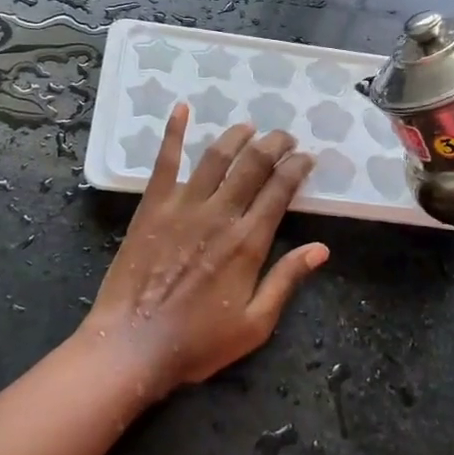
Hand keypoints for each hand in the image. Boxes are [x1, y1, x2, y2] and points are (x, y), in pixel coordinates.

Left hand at [80, 105, 327, 397]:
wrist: (132, 345)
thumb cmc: (197, 341)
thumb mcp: (255, 324)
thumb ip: (287, 280)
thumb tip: (321, 249)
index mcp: (248, 242)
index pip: (280, 190)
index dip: (297, 168)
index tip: (307, 158)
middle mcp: (219, 214)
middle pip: (253, 164)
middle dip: (274, 144)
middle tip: (285, 137)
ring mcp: (183, 205)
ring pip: (216, 156)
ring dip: (236, 135)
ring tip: (249, 126)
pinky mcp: (152, 206)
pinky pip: (165, 161)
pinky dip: (173, 132)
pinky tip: (181, 109)